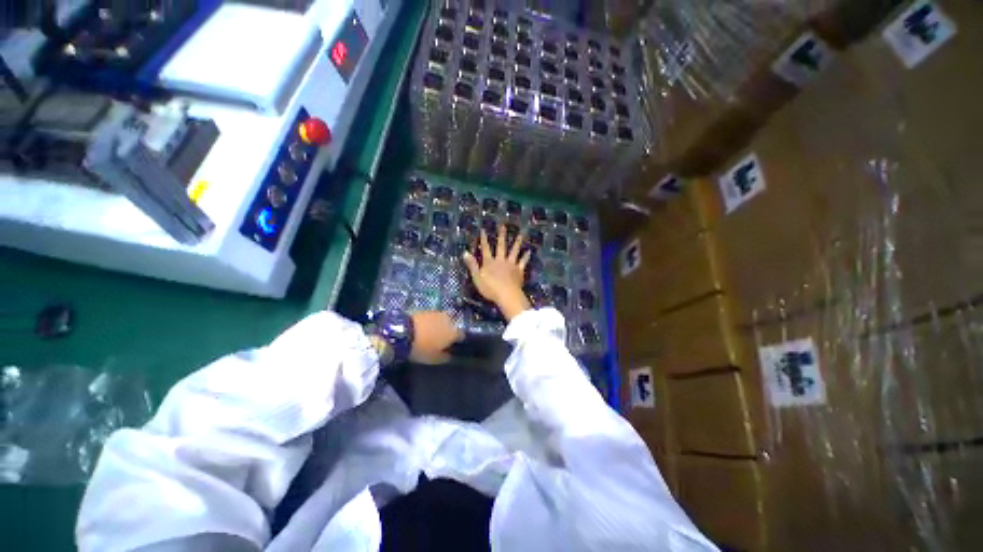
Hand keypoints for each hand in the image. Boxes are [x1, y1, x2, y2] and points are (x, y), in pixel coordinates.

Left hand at [409, 311, 461, 363]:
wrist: (402, 332)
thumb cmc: (421, 348)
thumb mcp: (434, 359)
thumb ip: (445, 357)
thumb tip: (451, 355)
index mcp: (453, 332)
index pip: (461, 335)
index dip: (457, 340)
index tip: (452, 345)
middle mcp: (448, 320)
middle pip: (452, 324)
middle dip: (449, 330)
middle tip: (441, 338)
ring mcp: (437, 313)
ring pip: (442, 319)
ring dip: (439, 324)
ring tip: (431, 332)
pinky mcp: (425, 309)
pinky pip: (432, 316)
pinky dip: (430, 321)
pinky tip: (424, 327)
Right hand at [462, 224, 531, 320]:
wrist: (507, 295)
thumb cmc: (490, 288)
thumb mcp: (477, 278)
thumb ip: (472, 265)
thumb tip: (465, 252)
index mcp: (489, 262)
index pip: (486, 249)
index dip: (484, 239)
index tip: (483, 230)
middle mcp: (501, 260)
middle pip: (501, 246)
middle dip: (501, 236)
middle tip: (503, 226)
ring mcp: (511, 265)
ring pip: (514, 251)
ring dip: (517, 243)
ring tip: (520, 235)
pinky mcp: (519, 271)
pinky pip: (523, 262)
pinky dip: (526, 257)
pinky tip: (529, 251)